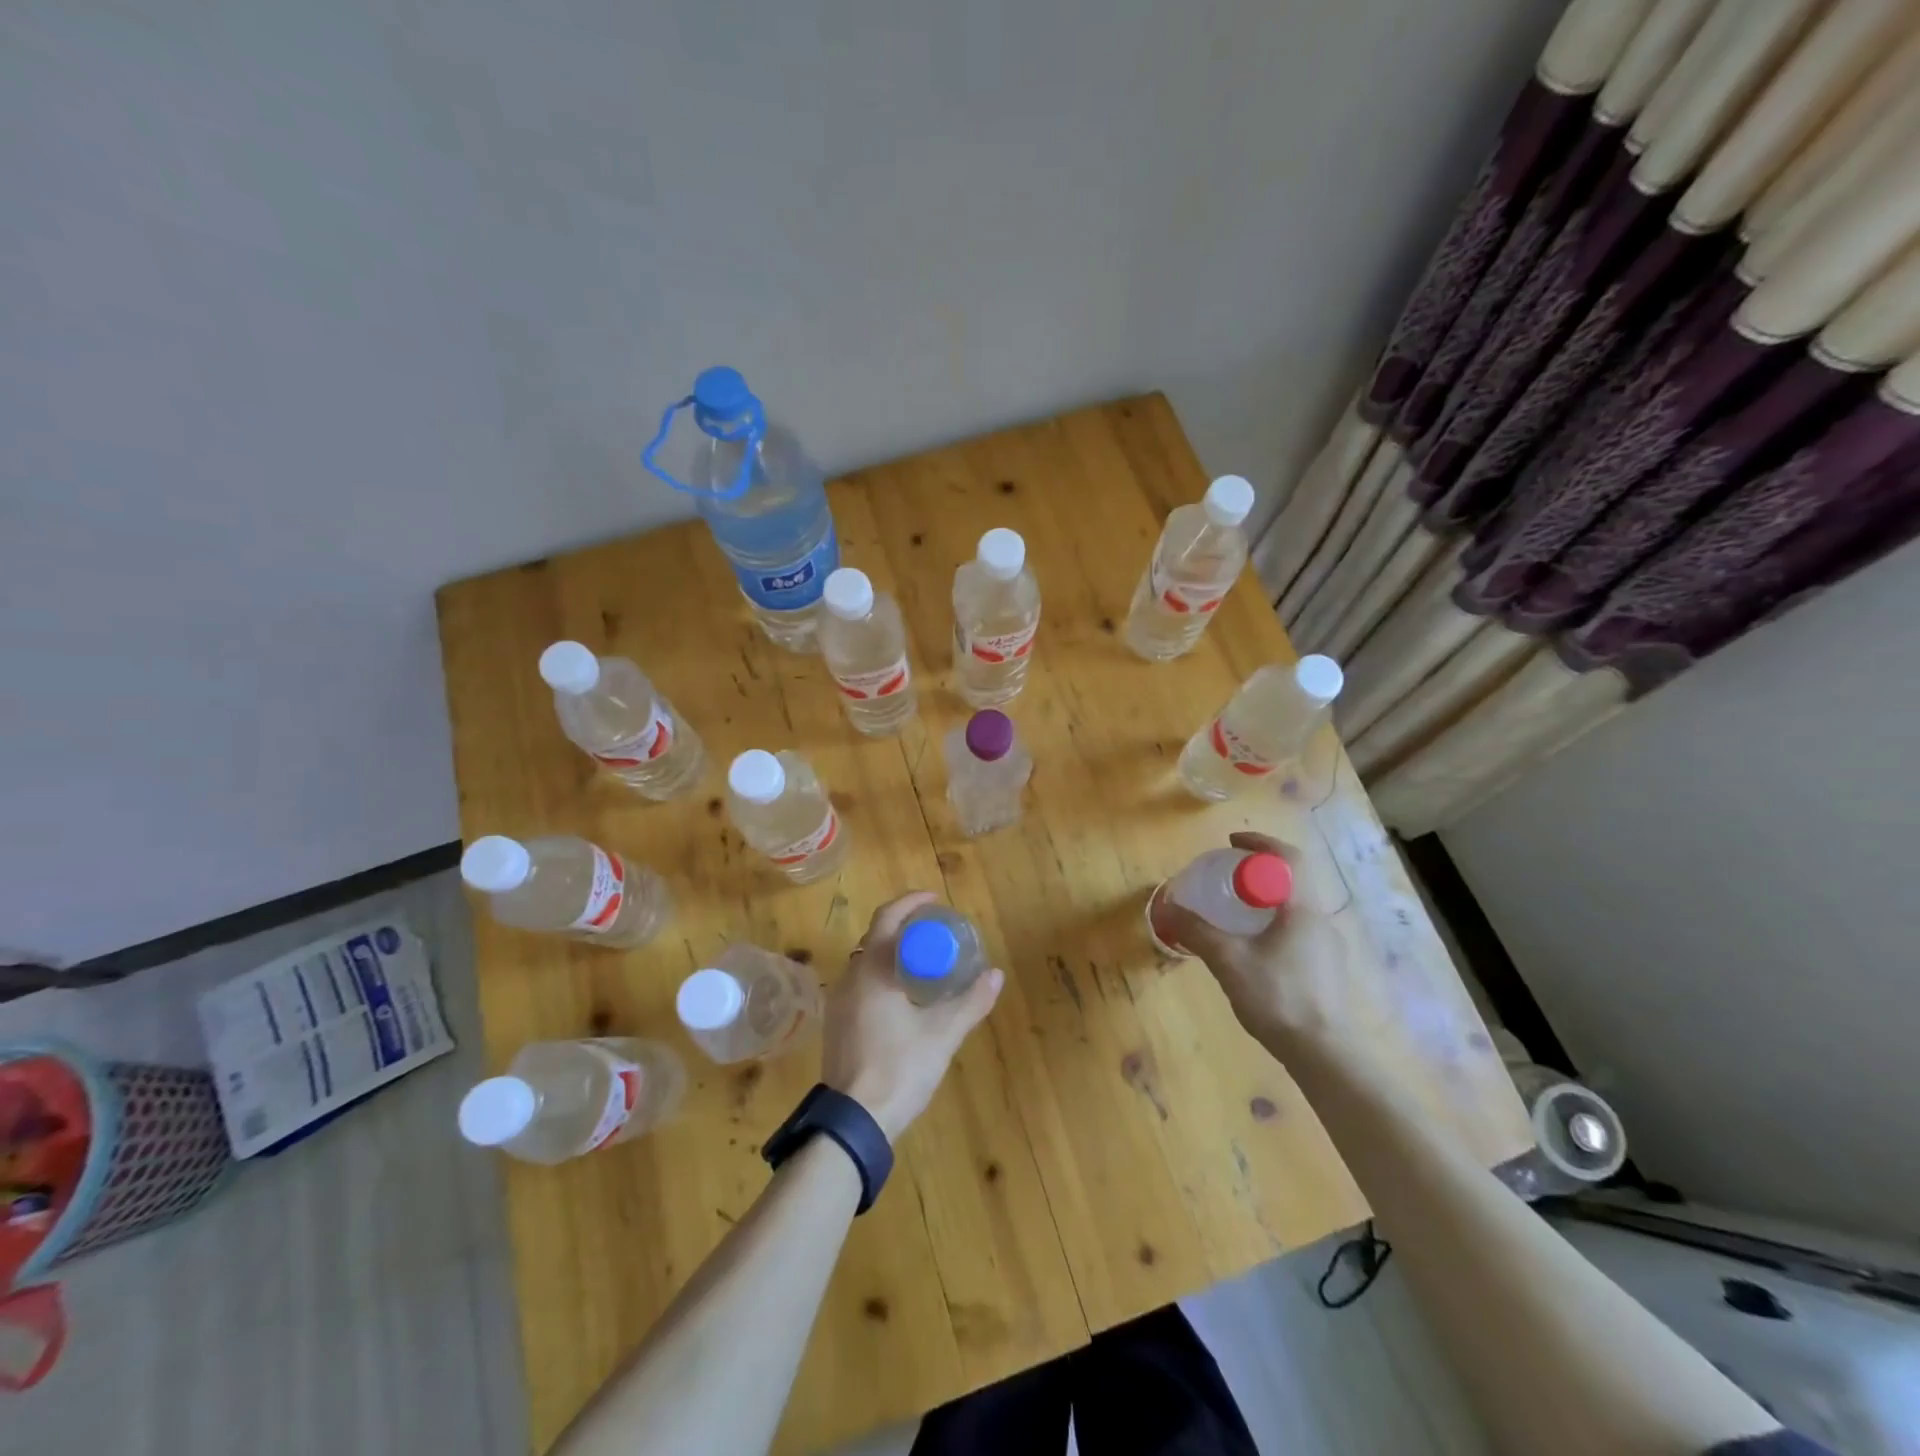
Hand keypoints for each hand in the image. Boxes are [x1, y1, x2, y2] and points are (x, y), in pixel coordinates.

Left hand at [821, 892, 1004, 1141]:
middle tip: (935, 932)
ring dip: (893, 953)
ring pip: (867, 962)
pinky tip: (903, 996)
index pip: (887, 918)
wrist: (853, 1122)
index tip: (934, 901)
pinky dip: (882, 976)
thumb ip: (970, 1002)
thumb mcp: (942, 1035)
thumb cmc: (899, 1069)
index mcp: (872, 970)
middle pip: (876, 937)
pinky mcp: (836, 1024)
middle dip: (904, 928)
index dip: (910, 903)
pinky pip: (860, 984)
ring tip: (924, 962)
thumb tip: (996, 975)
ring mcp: (838, 1002)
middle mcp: (849, 977)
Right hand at [1153, 832, 1353, 1058]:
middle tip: (1227, 879)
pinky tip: (1253, 952)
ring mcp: (1328, 948)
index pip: (1288, 857)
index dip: (1260, 843)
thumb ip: (1197, 932)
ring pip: (1295, 909)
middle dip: (1259, 872)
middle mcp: (1320, 921)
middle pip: (1292, 880)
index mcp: (1301, 909)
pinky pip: (1298, 933)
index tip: (1232, 843)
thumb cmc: (1278, 997)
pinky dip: (1274, 926)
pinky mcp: (1327, 971)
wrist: (1325, 1054)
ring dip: (1267, 901)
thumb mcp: (1228, 961)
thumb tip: (1169, 907)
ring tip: (1235, 915)